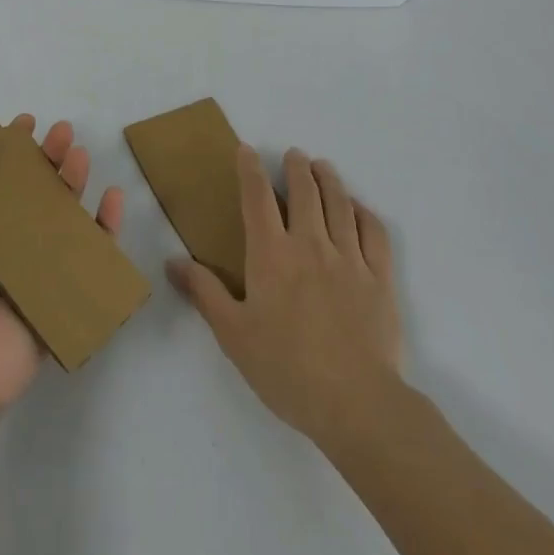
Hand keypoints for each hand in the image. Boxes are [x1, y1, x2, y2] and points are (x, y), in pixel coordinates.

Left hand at [0, 115, 125, 420]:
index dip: (8, 148)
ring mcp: (33, 267)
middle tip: (63, 131)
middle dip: (48, 157)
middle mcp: (1, 242)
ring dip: (74, 181)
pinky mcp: (60, 293)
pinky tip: (112, 198)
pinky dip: (105, 227)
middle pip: (32, 190)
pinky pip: (89, 255)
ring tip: (81, 154)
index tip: (25, 122)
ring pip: (62, 215)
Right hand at [168, 146, 401, 445]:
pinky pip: (374, 232)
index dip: (250, 170)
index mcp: (272, 255)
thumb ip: (204, 293)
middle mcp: (310, 244)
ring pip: (339, 204)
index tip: (247, 150)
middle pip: (305, 191)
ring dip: (329, 179)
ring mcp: (349, 258)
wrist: (356, 404)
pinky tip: (358, 208)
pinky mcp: (380, 278)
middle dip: (297, 167)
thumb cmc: (287, 369)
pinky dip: (364, 212)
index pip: (257, 198)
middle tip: (294, 155)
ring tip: (323, 167)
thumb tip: (173, 261)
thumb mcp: (233, 335)